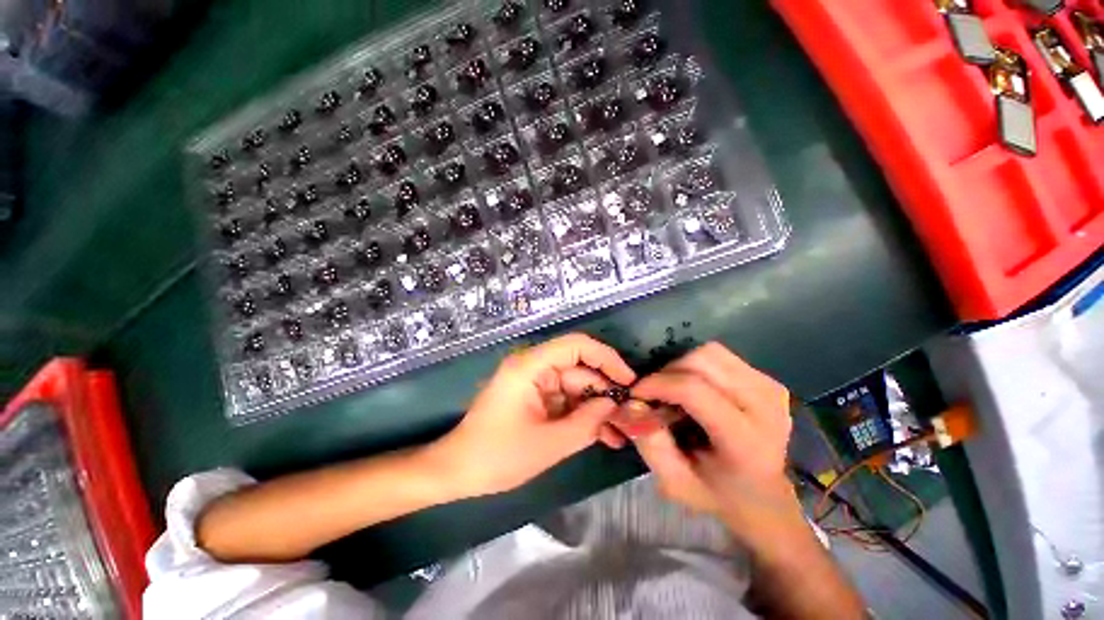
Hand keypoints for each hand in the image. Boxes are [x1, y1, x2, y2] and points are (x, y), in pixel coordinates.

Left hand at [426, 333, 635, 498]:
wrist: (457, 472)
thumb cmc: (497, 456)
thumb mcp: (549, 444)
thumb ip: (586, 422)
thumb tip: (613, 404)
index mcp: (531, 366)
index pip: (576, 345)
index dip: (606, 358)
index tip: (628, 381)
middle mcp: (534, 367)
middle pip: (579, 370)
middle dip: (605, 393)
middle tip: (631, 417)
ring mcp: (534, 383)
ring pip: (576, 388)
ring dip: (597, 409)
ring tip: (621, 434)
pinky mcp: (535, 398)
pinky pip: (565, 401)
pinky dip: (582, 416)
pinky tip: (603, 436)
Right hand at [628, 342, 802, 543]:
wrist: (767, 499)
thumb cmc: (719, 495)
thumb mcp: (675, 482)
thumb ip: (650, 443)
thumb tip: (630, 404)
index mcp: (746, 441)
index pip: (694, 390)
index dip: (658, 384)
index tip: (636, 393)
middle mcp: (766, 407)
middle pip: (702, 361)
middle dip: (667, 372)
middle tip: (654, 393)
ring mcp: (771, 390)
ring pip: (711, 353)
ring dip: (681, 366)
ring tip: (672, 390)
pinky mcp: (768, 381)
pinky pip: (721, 357)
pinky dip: (697, 366)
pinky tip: (694, 388)